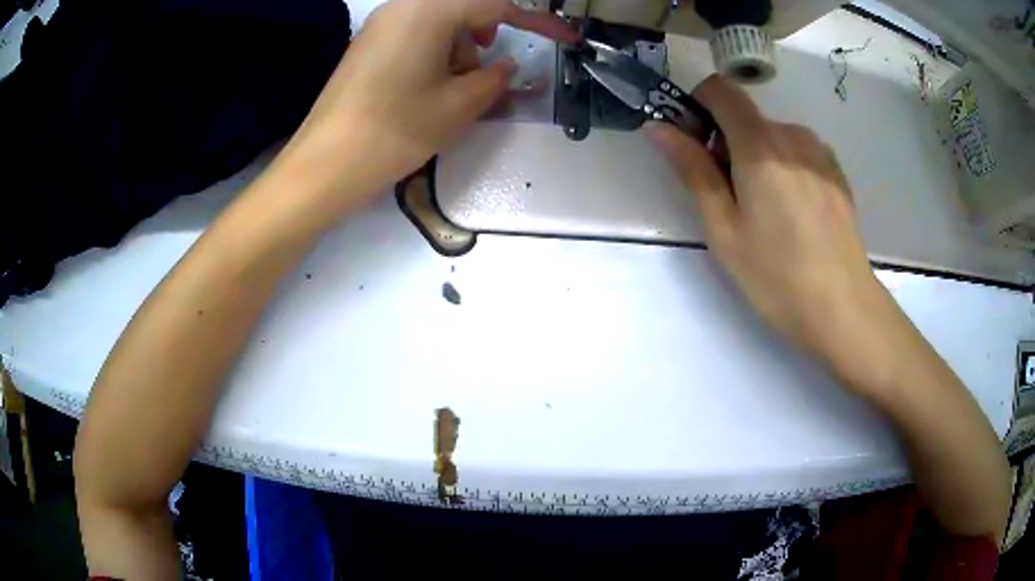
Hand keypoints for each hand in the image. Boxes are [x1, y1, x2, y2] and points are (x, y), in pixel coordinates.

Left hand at [278, 0, 576, 209]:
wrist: (323, 165)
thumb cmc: (394, 130)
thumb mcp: (458, 106)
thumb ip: (494, 78)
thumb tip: (506, 66)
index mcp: (428, 9)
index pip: (496, 4)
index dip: (537, 21)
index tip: (564, 39)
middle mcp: (402, 5)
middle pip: (463, 8)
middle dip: (484, 35)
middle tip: (483, 73)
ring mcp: (380, 24)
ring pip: (439, 21)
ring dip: (458, 48)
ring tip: (449, 90)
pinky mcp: (367, 44)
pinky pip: (415, 33)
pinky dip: (435, 52)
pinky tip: (425, 86)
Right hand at [648, 76, 899, 380]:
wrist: (844, 308)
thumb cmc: (777, 276)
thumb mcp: (724, 229)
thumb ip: (693, 170)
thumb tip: (658, 127)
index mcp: (760, 145)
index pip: (720, 90)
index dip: (699, 105)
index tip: (696, 144)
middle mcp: (793, 135)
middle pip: (747, 117)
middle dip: (728, 143)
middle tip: (732, 199)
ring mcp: (819, 152)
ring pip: (773, 136)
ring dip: (759, 157)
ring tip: (769, 213)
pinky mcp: (836, 171)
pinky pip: (798, 152)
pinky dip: (785, 168)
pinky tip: (795, 215)